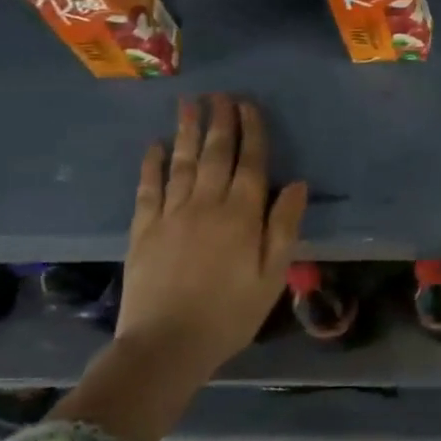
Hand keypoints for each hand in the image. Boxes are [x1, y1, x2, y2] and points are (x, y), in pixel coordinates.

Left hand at [115, 94, 308, 385]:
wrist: (166, 345)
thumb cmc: (230, 313)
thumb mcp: (272, 276)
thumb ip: (284, 227)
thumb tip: (297, 185)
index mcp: (241, 215)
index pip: (250, 162)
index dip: (251, 132)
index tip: (248, 106)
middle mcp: (206, 204)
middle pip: (215, 154)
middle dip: (219, 121)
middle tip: (219, 95)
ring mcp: (171, 214)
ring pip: (182, 163)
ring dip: (187, 131)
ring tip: (189, 104)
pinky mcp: (143, 230)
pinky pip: (148, 188)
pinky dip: (152, 164)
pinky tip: (154, 146)